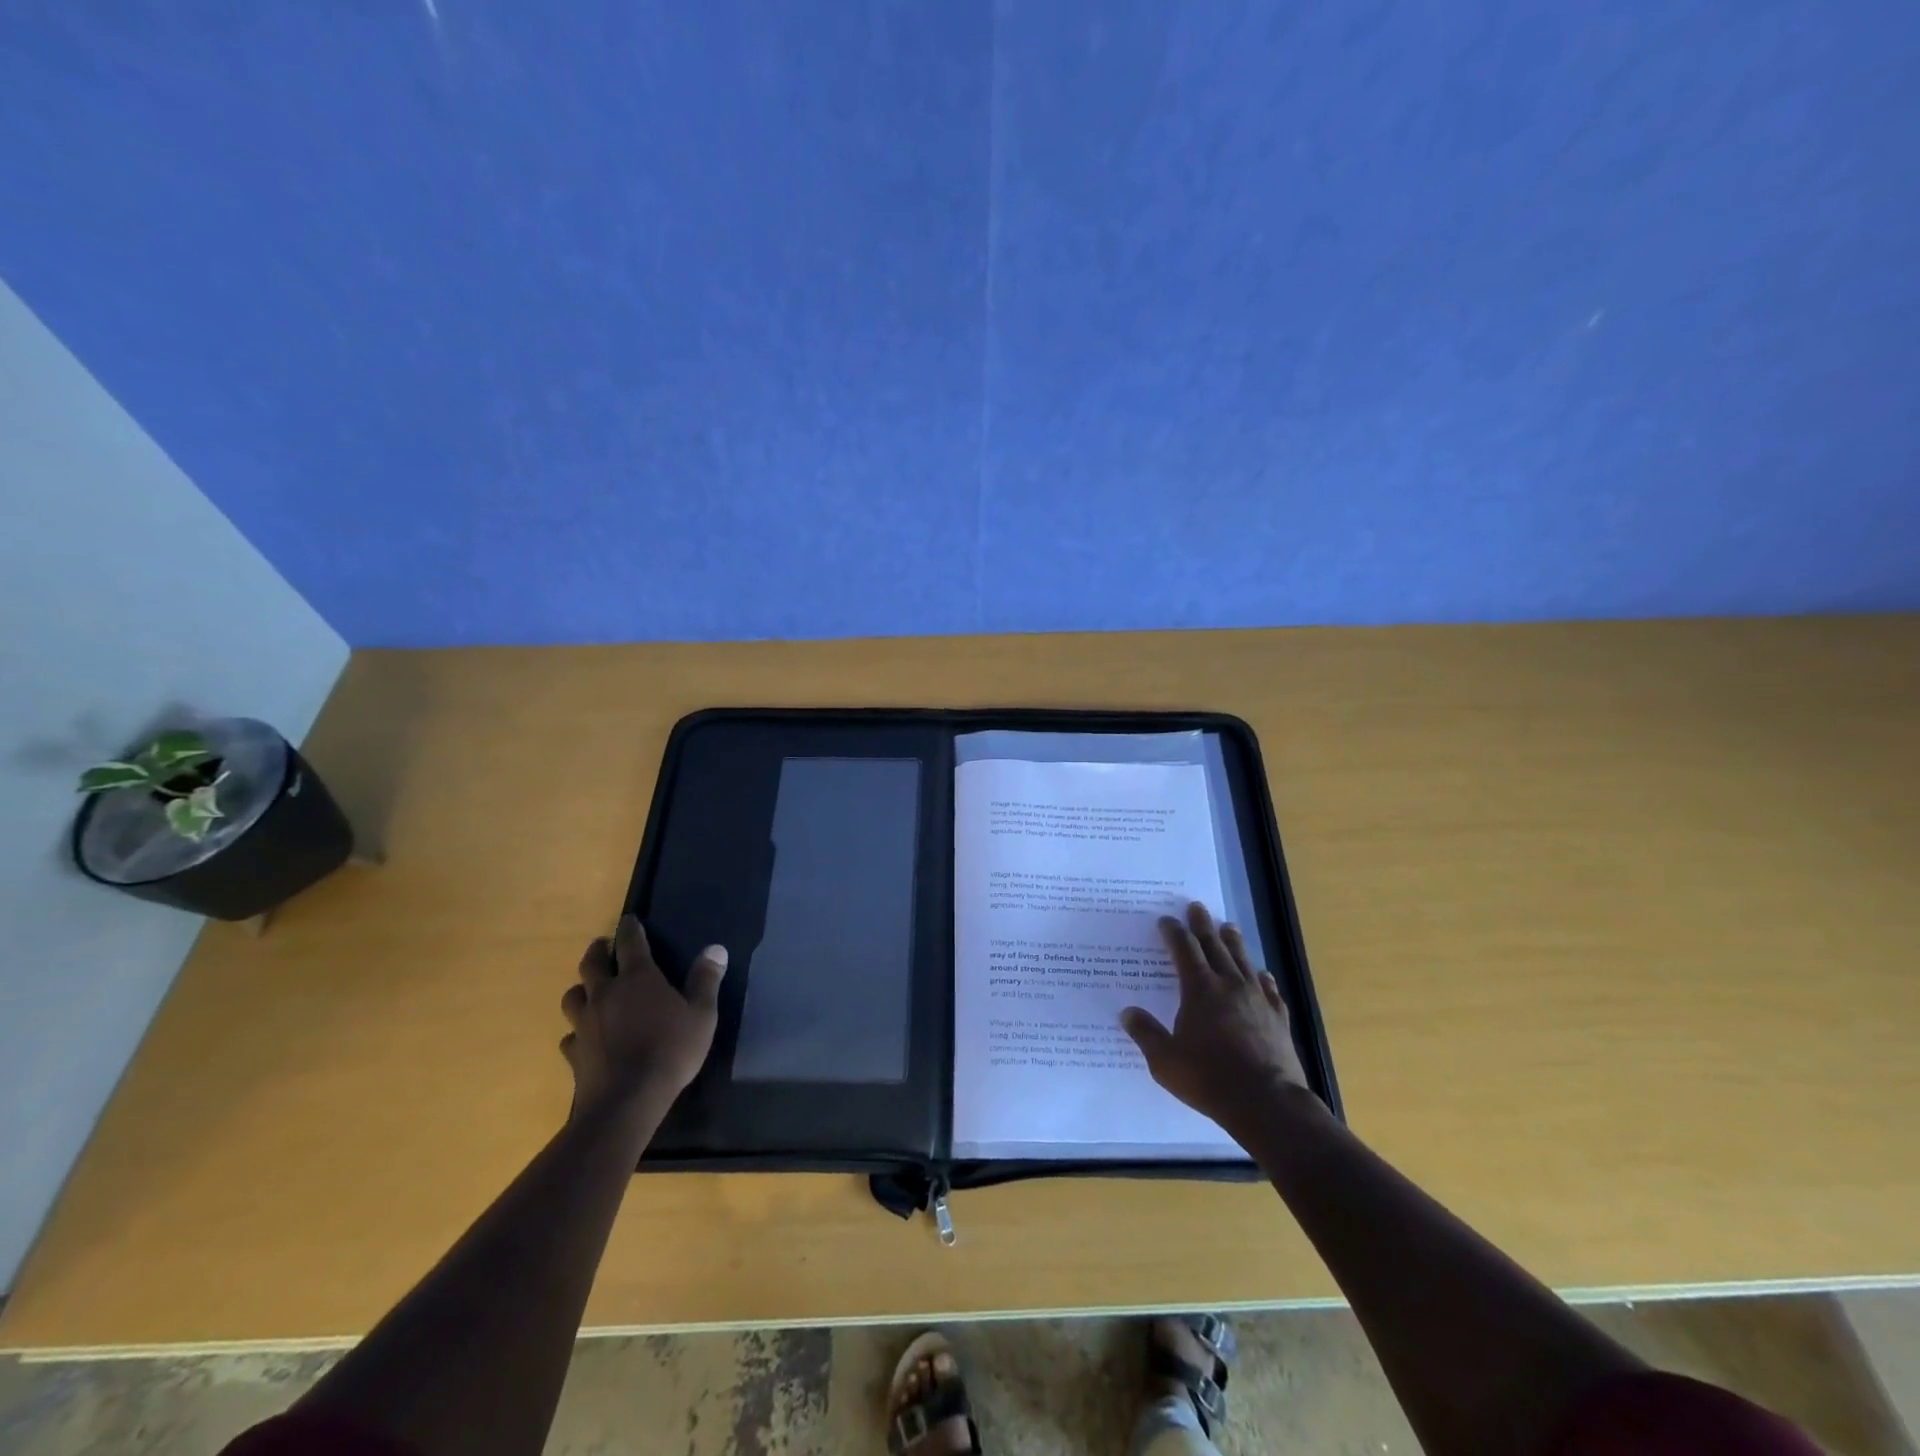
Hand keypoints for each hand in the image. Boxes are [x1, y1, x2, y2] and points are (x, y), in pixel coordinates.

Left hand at [560, 914, 725, 1114]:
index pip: (630, 942)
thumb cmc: (671, 1051)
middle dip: (598, 951)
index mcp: (638, 978)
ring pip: (573, 996)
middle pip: (592, 963)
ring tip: (589, 989)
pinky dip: (577, 1031)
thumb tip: (715, 948)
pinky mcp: (574, 1053)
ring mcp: (585, 1023)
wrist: (626, 1101)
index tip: (629, 919)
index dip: (630, 928)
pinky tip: (585, 1037)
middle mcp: (606, 993)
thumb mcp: (702, 1014)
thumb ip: (706, 980)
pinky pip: (570, 1035)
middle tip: (603, 946)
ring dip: (582, 988)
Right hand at [1121, 902, 1316, 1135]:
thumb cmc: (1209, 1079)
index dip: (1174, 932)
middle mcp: (1229, 985)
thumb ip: (1146, 1034)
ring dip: (1233, 942)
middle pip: (1214, 946)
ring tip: (1228, 926)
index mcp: (1199, 990)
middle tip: (1197, 907)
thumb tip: (1127, 1012)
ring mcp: (1257, 999)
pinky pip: (1269, 988)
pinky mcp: (1278, 1017)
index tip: (1166, 920)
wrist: (1267, 1103)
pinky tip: (1262, 974)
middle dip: (1203, 925)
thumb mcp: (1165, 1061)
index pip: (1184, 950)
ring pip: (1243, 960)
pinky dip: (1262, 977)